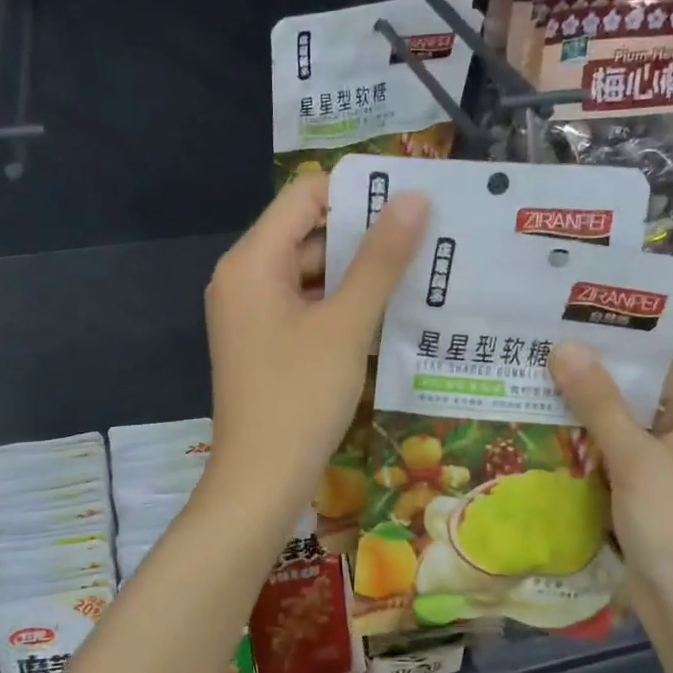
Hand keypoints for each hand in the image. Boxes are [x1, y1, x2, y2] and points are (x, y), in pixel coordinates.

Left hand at [203, 173, 426, 524]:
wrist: (260, 482)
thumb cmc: (300, 397)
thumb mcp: (346, 324)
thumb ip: (380, 259)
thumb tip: (414, 198)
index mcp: (252, 260)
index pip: (305, 195)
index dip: (357, 190)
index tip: (411, 199)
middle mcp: (244, 277)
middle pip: (308, 233)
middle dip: (365, 233)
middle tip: (427, 235)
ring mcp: (252, 313)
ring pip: (311, 273)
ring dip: (359, 272)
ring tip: (419, 270)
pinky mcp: (265, 343)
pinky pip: (306, 306)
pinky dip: (342, 304)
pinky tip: (388, 311)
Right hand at [550, 309, 672, 642]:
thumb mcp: (638, 461)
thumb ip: (599, 403)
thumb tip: (563, 346)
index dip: (655, 299)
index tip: (601, 279)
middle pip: (660, 361)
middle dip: (611, 339)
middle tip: (554, 313)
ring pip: (636, 400)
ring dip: (597, 382)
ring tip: (543, 350)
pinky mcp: (655, 477)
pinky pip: (625, 435)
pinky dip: (594, 421)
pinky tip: (551, 406)